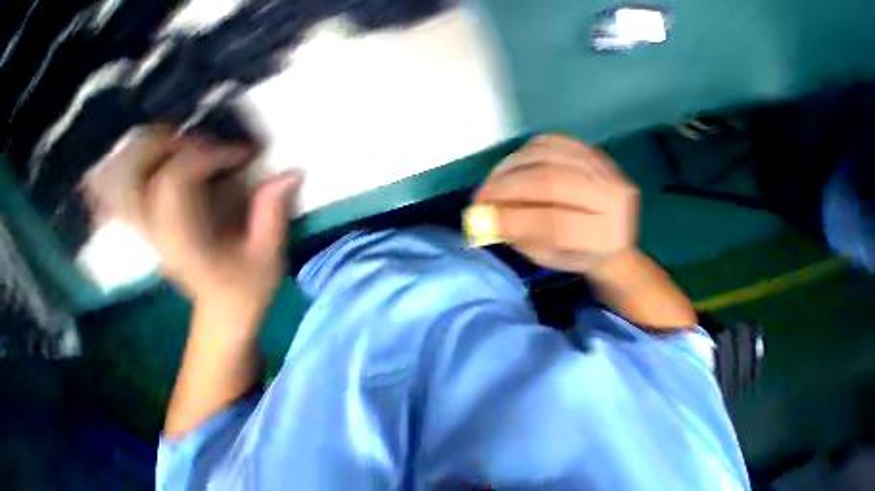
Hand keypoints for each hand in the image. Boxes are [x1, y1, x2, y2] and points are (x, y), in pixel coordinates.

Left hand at [85, 125, 300, 319]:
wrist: (224, 311)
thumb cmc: (250, 285)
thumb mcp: (270, 250)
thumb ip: (273, 211)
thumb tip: (289, 174)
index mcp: (184, 237)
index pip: (177, 179)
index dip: (211, 156)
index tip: (246, 154)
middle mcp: (151, 228)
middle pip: (132, 167)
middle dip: (171, 143)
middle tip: (212, 146)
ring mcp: (140, 227)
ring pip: (116, 173)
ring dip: (147, 150)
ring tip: (186, 149)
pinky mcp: (142, 226)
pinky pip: (113, 189)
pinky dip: (127, 167)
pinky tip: (156, 165)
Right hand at [472, 134, 638, 274]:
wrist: (607, 234)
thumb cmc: (572, 253)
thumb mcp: (544, 257)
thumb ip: (517, 236)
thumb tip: (485, 217)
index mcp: (603, 236)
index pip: (556, 224)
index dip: (513, 219)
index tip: (481, 218)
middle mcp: (612, 198)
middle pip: (551, 182)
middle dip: (506, 188)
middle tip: (480, 196)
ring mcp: (605, 168)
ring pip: (548, 157)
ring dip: (509, 168)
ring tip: (490, 183)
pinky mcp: (591, 151)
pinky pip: (550, 142)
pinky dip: (522, 153)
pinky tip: (509, 169)